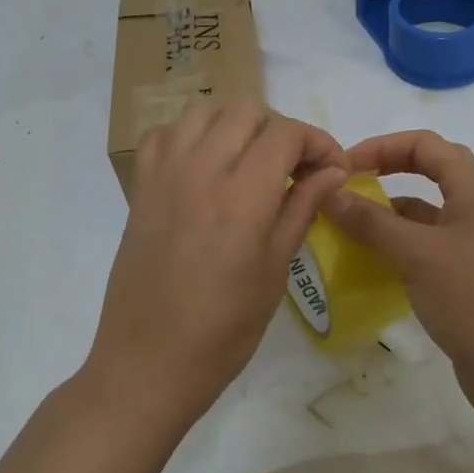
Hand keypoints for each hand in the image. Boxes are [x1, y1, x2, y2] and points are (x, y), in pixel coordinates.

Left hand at [89, 100, 348, 428]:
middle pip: (247, 110)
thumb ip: (303, 208)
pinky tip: (203, 167)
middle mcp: (200, 170)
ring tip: (249, 162)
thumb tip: (333, 170)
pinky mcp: (140, 187)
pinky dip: (189, 136)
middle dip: (280, 130)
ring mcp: (164, 174)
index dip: (318, 142)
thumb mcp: (275, 270)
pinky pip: (164, 134)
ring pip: (204, 111)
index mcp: (242, 196)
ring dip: (235, 126)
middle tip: (293, 168)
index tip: (331, 170)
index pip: (286, 133)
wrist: (147, 362)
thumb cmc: (223, 330)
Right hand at [322, 130, 473, 427]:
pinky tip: (374, 263)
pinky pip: (431, 247)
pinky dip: (402, 247)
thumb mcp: (417, 254)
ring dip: (391, 214)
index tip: (343, 167)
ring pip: (429, 213)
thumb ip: (371, 221)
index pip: (424, 144)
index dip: (381, 146)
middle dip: (387, 171)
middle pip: (430, 171)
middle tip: (347, 186)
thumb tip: (328, 192)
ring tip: (349, 227)